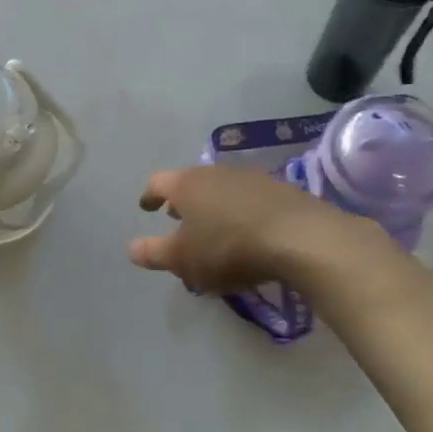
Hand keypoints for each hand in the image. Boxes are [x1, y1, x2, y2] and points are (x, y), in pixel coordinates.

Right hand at [129, 166, 380, 292]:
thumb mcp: (184, 259)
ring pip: (221, 188)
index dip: (149, 195)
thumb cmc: (229, 247)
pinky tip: (247, 230)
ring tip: (213, 226)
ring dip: (213, 205)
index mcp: (187, 185)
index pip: (158, 183)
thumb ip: (155, 253)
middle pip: (191, 182)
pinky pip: (249, 198)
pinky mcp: (281, 190)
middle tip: (176, 217)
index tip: (145, 207)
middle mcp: (215, 173)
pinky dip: (240, 211)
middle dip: (182, 200)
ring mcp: (251, 178)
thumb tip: (131, 249)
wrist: (301, 237)